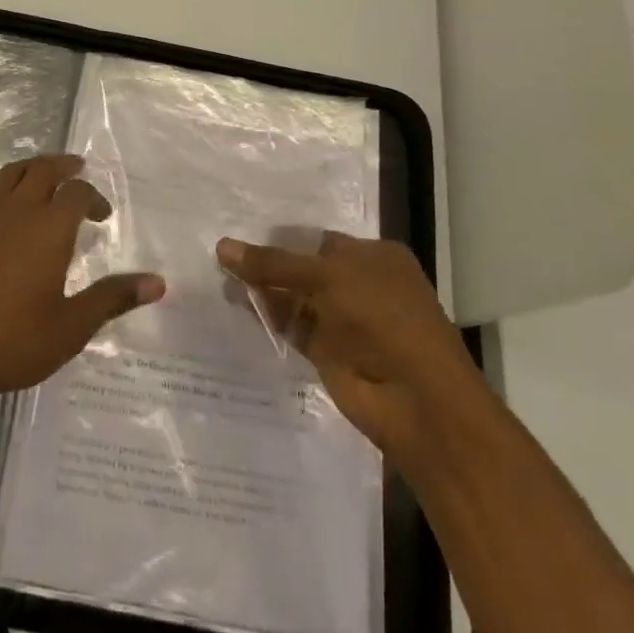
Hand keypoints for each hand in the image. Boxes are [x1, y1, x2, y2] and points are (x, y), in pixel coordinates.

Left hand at [0, 154, 164, 407]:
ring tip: (42, 178)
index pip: (77, 192)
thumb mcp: (72, 326)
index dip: (93, 197)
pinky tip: (0, 210)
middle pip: (42, 169)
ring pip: (9, 175)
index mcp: (49, 228)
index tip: (102, 216)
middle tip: (76, 170)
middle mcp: (16, 211)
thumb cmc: (13, 341)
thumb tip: (158, 283)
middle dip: (63, 166)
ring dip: (30, 169)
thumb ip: (113, 298)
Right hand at [217, 232, 477, 459]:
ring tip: (218, 277)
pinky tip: (235, 304)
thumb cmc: (382, 319)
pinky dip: (266, 317)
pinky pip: (290, 326)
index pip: (318, 240)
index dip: (281, 237)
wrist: (415, 401)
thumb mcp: (327, 277)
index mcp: (375, 257)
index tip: (238, 231)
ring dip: (262, 290)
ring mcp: (344, 320)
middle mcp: (360, 284)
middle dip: (267, 263)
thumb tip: (222, 247)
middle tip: (219, 254)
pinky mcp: (328, 352)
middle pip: (303, 268)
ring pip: (294, 297)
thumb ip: (274, 263)